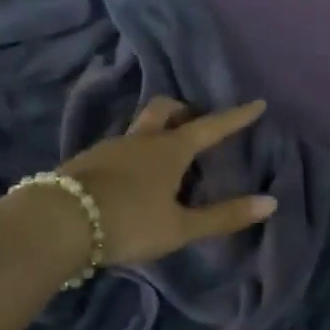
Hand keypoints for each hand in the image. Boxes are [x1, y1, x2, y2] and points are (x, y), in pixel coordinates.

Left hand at [52, 96, 276, 266]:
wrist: (59, 221)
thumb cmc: (129, 221)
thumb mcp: (179, 227)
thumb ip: (223, 216)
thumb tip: (270, 202)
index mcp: (170, 149)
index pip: (211, 126)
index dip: (236, 117)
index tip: (257, 103)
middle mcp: (142, 139)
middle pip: (165, 109)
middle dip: (183, 110)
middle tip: (195, 125)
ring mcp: (111, 146)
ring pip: (140, 126)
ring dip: (157, 131)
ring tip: (165, 157)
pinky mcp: (87, 160)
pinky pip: (119, 146)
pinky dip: (134, 152)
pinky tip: (131, 177)